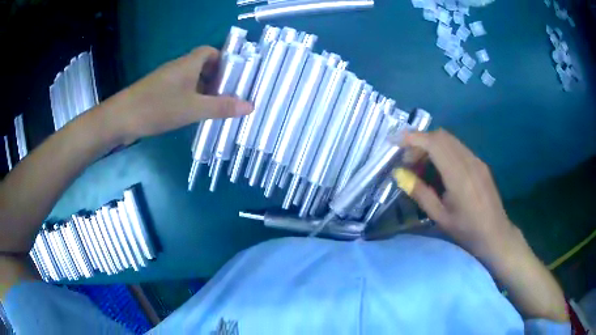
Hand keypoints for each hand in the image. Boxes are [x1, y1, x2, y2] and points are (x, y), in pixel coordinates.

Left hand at [103, 46, 252, 144]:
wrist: (121, 118)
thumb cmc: (158, 107)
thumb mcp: (193, 109)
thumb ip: (221, 107)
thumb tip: (250, 106)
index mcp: (188, 64)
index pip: (210, 51)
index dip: (223, 60)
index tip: (233, 77)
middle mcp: (178, 67)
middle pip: (202, 65)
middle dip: (216, 78)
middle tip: (227, 95)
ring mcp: (166, 80)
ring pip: (190, 79)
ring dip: (203, 90)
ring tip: (214, 107)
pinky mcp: (157, 92)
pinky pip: (180, 89)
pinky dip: (190, 98)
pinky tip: (192, 113)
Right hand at [399, 129, 567, 321]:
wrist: (496, 235)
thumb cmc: (467, 231)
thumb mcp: (440, 217)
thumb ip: (420, 192)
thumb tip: (399, 174)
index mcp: (459, 175)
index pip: (434, 143)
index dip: (413, 138)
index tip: (395, 142)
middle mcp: (469, 161)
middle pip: (441, 136)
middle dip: (420, 142)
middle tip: (408, 160)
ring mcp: (477, 160)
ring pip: (450, 140)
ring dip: (432, 146)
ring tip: (421, 165)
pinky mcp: (480, 164)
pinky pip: (458, 148)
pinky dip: (443, 151)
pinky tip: (439, 169)